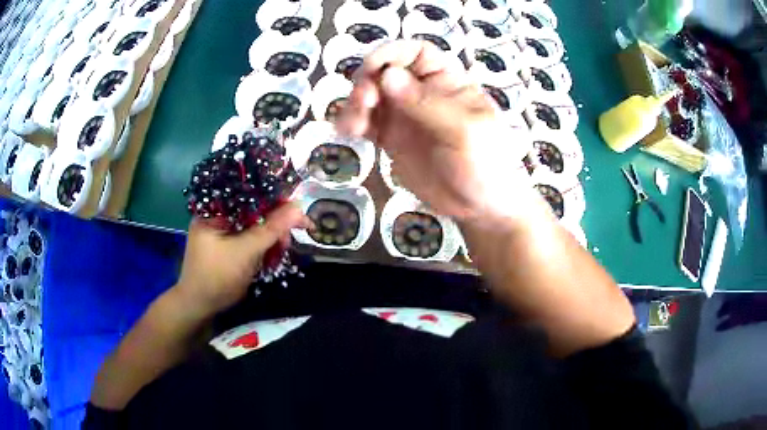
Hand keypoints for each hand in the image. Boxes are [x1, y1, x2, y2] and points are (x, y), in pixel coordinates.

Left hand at [174, 203, 309, 317]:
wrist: (201, 307)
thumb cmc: (217, 277)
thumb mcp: (245, 252)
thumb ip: (271, 229)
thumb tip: (299, 207)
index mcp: (214, 209)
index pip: (248, 194)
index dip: (274, 199)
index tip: (296, 209)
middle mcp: (218, 215)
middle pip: (253, 209)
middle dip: (275, 222)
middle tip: (292, 235)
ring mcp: (224, 231)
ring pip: (255, 224)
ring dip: (271, 235)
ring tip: (283, 247)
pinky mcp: (230, 245)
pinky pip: (251, 237)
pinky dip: (264, 244)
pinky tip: (275, 251)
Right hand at [339, 40, 547, 224]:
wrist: (479, 207)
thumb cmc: (485, 164)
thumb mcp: (466, 131)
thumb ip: (428, 104)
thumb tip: (388, 77)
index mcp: (447, 82)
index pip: (418, 53)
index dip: (393, 52)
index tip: (373, 67)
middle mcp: (422, 93)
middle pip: (386, 71)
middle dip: (368, 81)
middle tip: (364, 102)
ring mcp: (405, 116)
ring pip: (371, 96)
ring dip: (355, 103)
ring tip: (352, 124)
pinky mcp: (392, 139)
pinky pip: (367, 123)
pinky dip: (352, 123)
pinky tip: (346, 132)